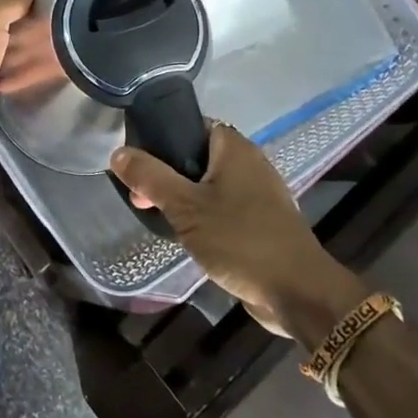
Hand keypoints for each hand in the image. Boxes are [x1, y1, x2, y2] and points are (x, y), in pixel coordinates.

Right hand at [111, 124, 361, 341]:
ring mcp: (260, 194)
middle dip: (167, 174)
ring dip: (184, 197)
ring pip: (210, 184)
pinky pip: (224, 208)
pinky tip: (187, 235)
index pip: (192, 125)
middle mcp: (250, 163)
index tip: (138, 161)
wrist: (298, 292)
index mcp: (234, 148)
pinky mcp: (263, 222)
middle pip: (198, 156)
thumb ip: (150, 177)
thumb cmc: (240, 239)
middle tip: (141, 197)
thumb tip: (118, 153)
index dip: (162, 138)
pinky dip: (203, 215)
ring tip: (159, 216)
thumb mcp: (185, 207)